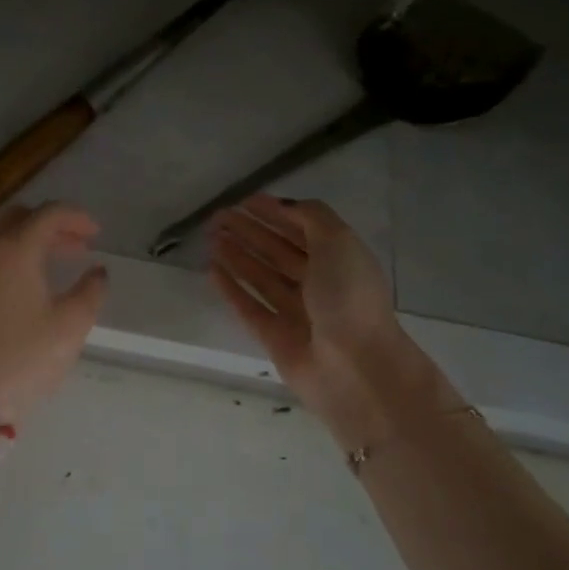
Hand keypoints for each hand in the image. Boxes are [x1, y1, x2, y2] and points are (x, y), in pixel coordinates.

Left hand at [0, 202, 108, 423]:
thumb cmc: (20, 358)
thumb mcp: (69, 327)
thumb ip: (90, 293)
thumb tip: (97, 272)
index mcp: (15, 248)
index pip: (48, 214)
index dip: (76, 218)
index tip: (95, 234)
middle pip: (17, 218)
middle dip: (49, 226)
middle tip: (74, 246)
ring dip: (21, 239)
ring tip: (43, 262)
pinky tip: (12, 284)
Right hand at [209, 195, 450, 447]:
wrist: (356, 369)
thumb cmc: (349, 297)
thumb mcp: (338, 242)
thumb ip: (311, 216)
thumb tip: (283, 205)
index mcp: (339, 259)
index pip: (302, 228)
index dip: (275, 212)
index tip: (244, 200)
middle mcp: (319, 284)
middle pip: (278, 251)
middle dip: (250, 231)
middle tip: (218, 217)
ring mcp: (296, 312)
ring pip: (261, 276)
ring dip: (237, 255)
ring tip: (212, 238)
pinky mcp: (275, 338)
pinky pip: (249, 306)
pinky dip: (231, 288)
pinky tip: (212, 269)